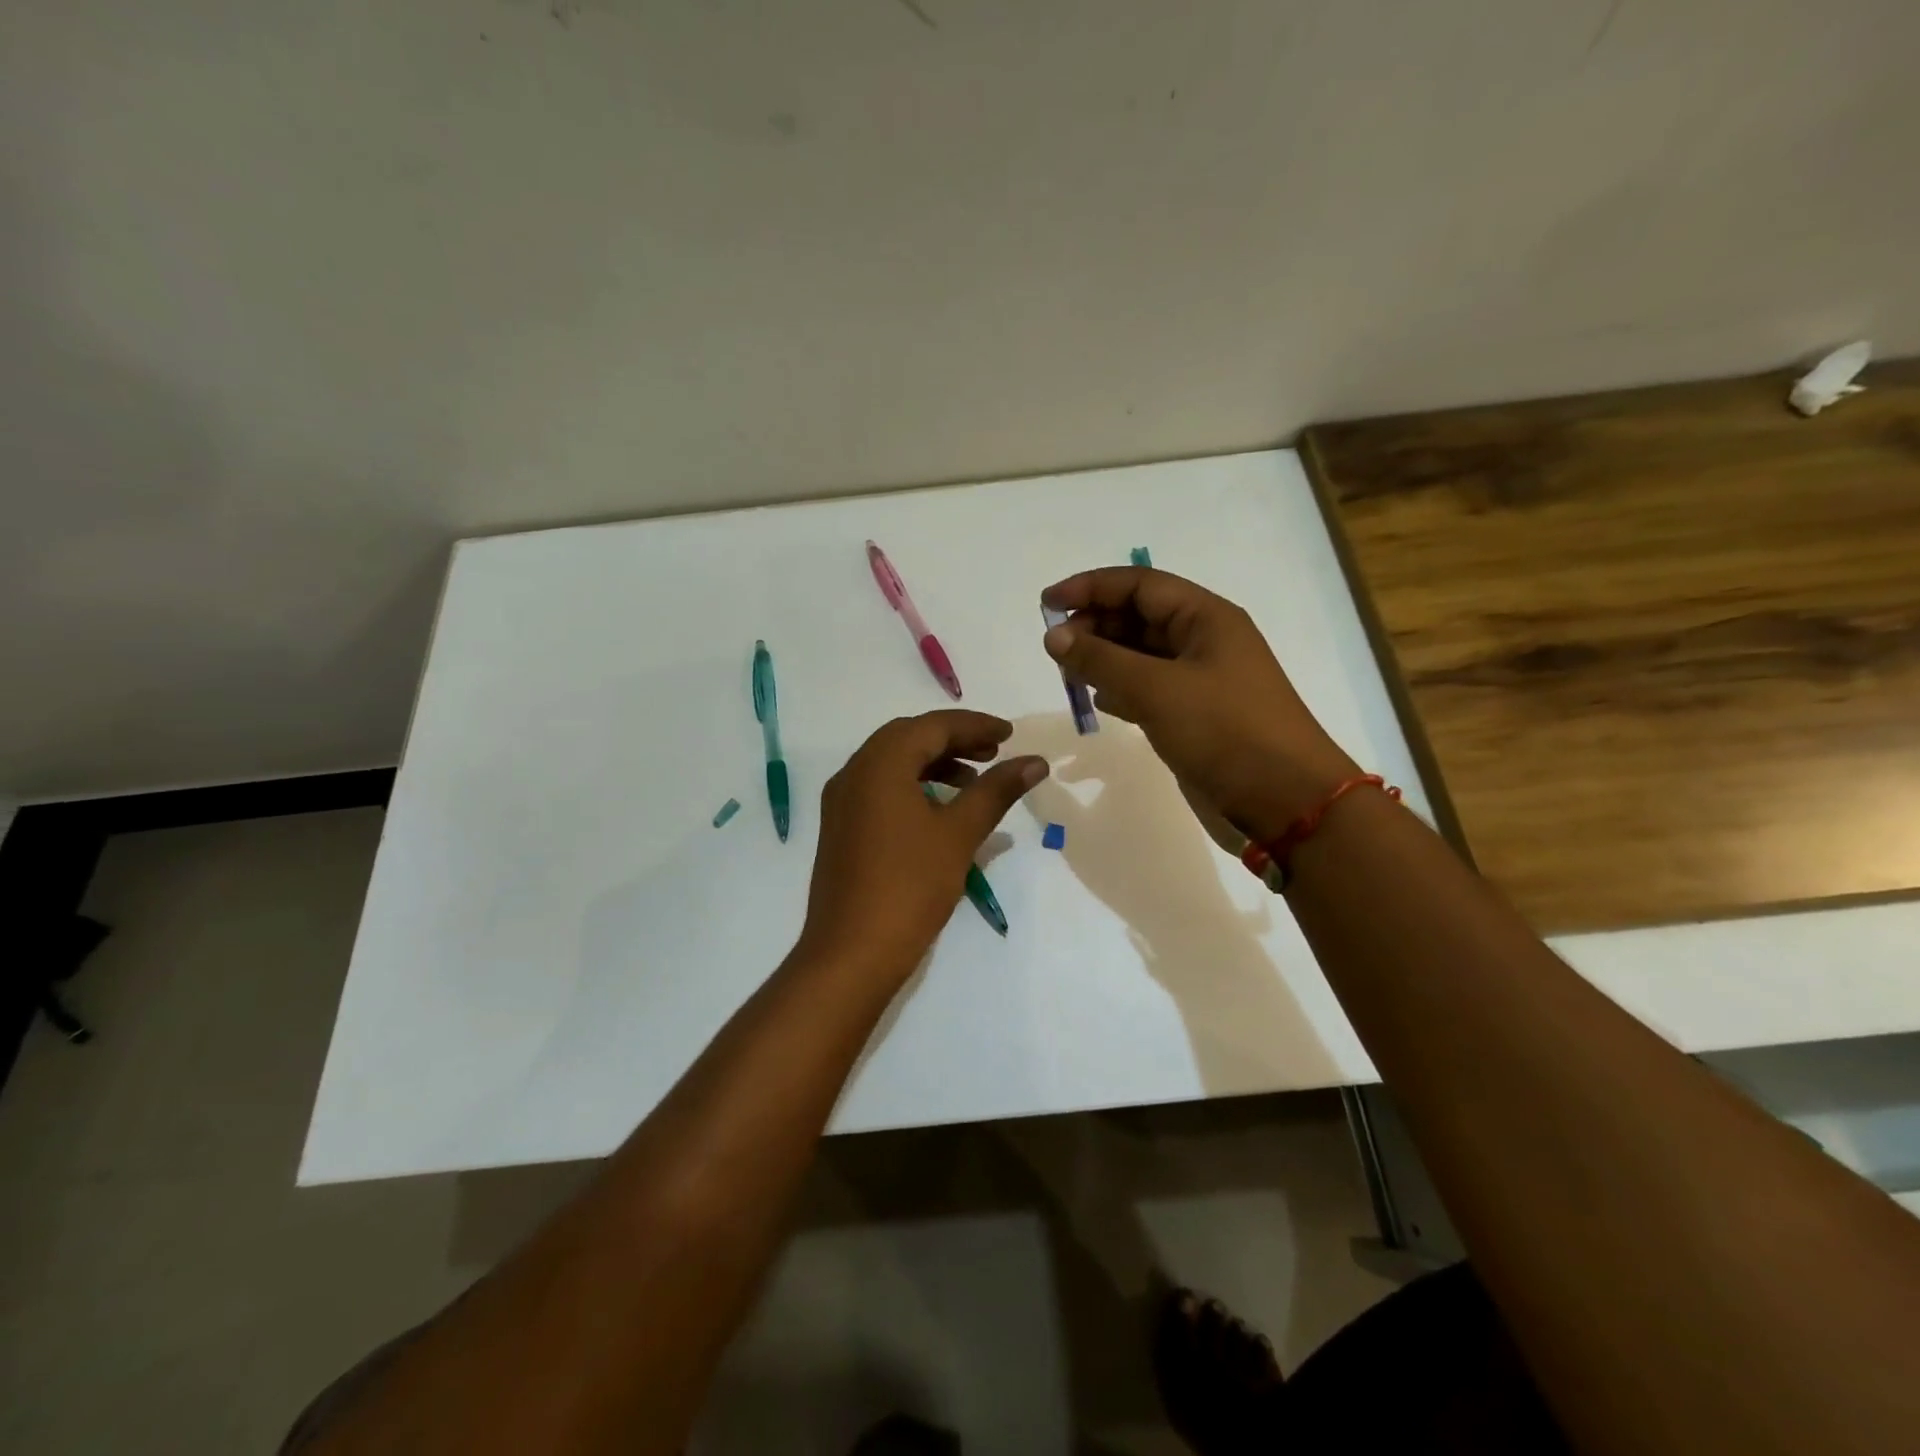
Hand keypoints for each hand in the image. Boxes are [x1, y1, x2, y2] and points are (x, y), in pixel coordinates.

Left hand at [798, 710, 1049, 979]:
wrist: (852, 953)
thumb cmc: (910, 886)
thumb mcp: (959, 833)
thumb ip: (996, 790)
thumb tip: (1034, 762)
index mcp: (879, 763)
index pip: (932, 726)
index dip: (974, 726)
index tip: (1010, 735)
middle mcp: (853, 772)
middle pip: (909, 738)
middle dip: (954, 740)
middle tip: (994, 754)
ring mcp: (842, 802)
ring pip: (892, 764)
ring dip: (934, 763)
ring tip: (974, 783)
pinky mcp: (841, 828)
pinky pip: (880, 789)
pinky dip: (913, 786)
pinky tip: (940, 811)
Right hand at [1040, 567, 1357, 842]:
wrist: (1285, 802)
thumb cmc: (1225, 732)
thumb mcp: (1157, 689)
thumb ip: (1101, 659)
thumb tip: (1054, 636)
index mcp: (1205, 618)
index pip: (1139, 584)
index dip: (1090, 587)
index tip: (1046, 604)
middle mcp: (1203, 641)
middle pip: (1138, 617)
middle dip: (1094, 625)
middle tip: (1054, 648)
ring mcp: (1200, 680)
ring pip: (1140, 655)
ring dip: (1103, 658)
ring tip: (1067, 673)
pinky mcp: (1194, 716)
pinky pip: (1148, 689)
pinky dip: (1119, 690)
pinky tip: (1098, 701)